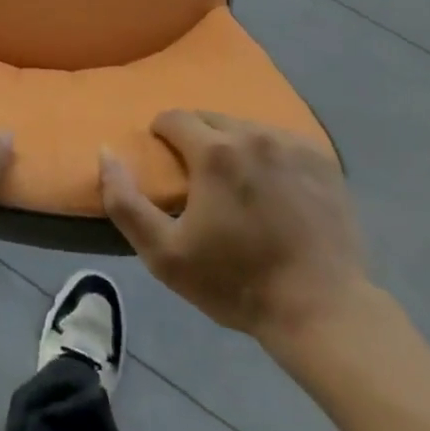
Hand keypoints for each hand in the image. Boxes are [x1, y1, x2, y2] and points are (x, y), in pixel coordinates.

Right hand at [100, 111, 369, 348]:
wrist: (323, 312)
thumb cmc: (238, 283)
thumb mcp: (165, 255)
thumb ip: (125, 201)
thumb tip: (106, 152)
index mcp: (214, 151)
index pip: (173, 118)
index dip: (161, 135)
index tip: (165, 163)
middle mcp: (253, 135)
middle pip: (210, 118)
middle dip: (196, 139)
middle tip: (198, 178)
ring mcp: (293, 145)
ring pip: (246, 128)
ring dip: (232, 145)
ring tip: (237, 184)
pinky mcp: (323, 161)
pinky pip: (281, 141)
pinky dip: (269, 155)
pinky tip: (274, 189)